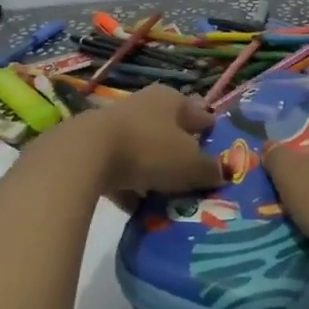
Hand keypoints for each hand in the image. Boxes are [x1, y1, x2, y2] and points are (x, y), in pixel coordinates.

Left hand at [85, 85, 221, 197]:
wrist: (86, 156)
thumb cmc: (149, 149)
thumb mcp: (190, 163)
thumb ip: (209, 169)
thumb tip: (222, 172)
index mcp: (171, 99)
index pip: (199, 113)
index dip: (210, 132)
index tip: (220, 152)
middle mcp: (145, 105)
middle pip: (170, 132)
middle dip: (182, 154)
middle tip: (195, 180)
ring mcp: (117, 125)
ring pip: (146, 151)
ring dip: (155, 172)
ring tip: (169, 199)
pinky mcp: (95, 148)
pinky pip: (122, 170)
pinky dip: (131, 187)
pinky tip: (138, 209)